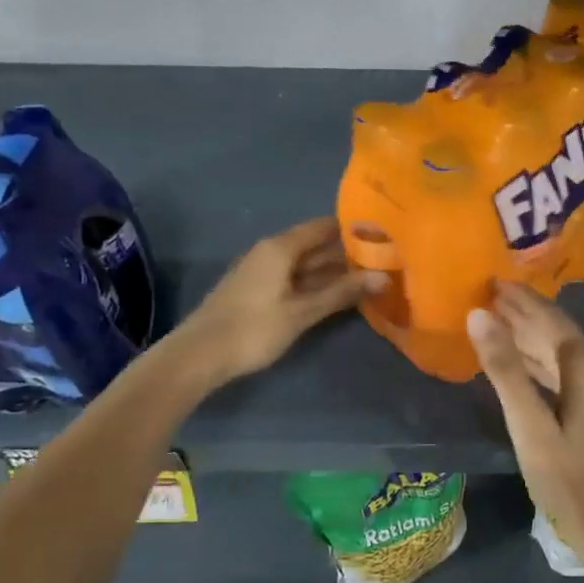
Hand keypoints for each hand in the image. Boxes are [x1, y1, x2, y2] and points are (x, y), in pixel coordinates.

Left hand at [170, 217, 382, 386]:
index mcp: (280, 248)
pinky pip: (295, 279)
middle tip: (384, 260)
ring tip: (370, 277)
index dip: (352, 228)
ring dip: (334, 271)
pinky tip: (338, 295)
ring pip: (306, 265)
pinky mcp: (258, 292)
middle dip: (348, 253)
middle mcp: (271, 252)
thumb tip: (383, 277)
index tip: (383, 233)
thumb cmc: (253, 328)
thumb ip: (342, 293)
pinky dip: (318, 284)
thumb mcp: (302, 312)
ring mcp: (263, 272)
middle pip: (315, 245)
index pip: (323, 226)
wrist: (198, 356)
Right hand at [467, 283, 583, 572]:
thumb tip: (479, 315)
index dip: (519, 300)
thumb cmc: (566, 479)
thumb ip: (504, 369)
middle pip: (558, 331)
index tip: (491, 281)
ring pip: (564, 351)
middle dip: (523, 314)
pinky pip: (569, 371)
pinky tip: (523, 359)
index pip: (548, 318)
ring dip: (532, 337)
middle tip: (488, 296)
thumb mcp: (529, 426)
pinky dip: (544, 361)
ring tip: (498, 320)